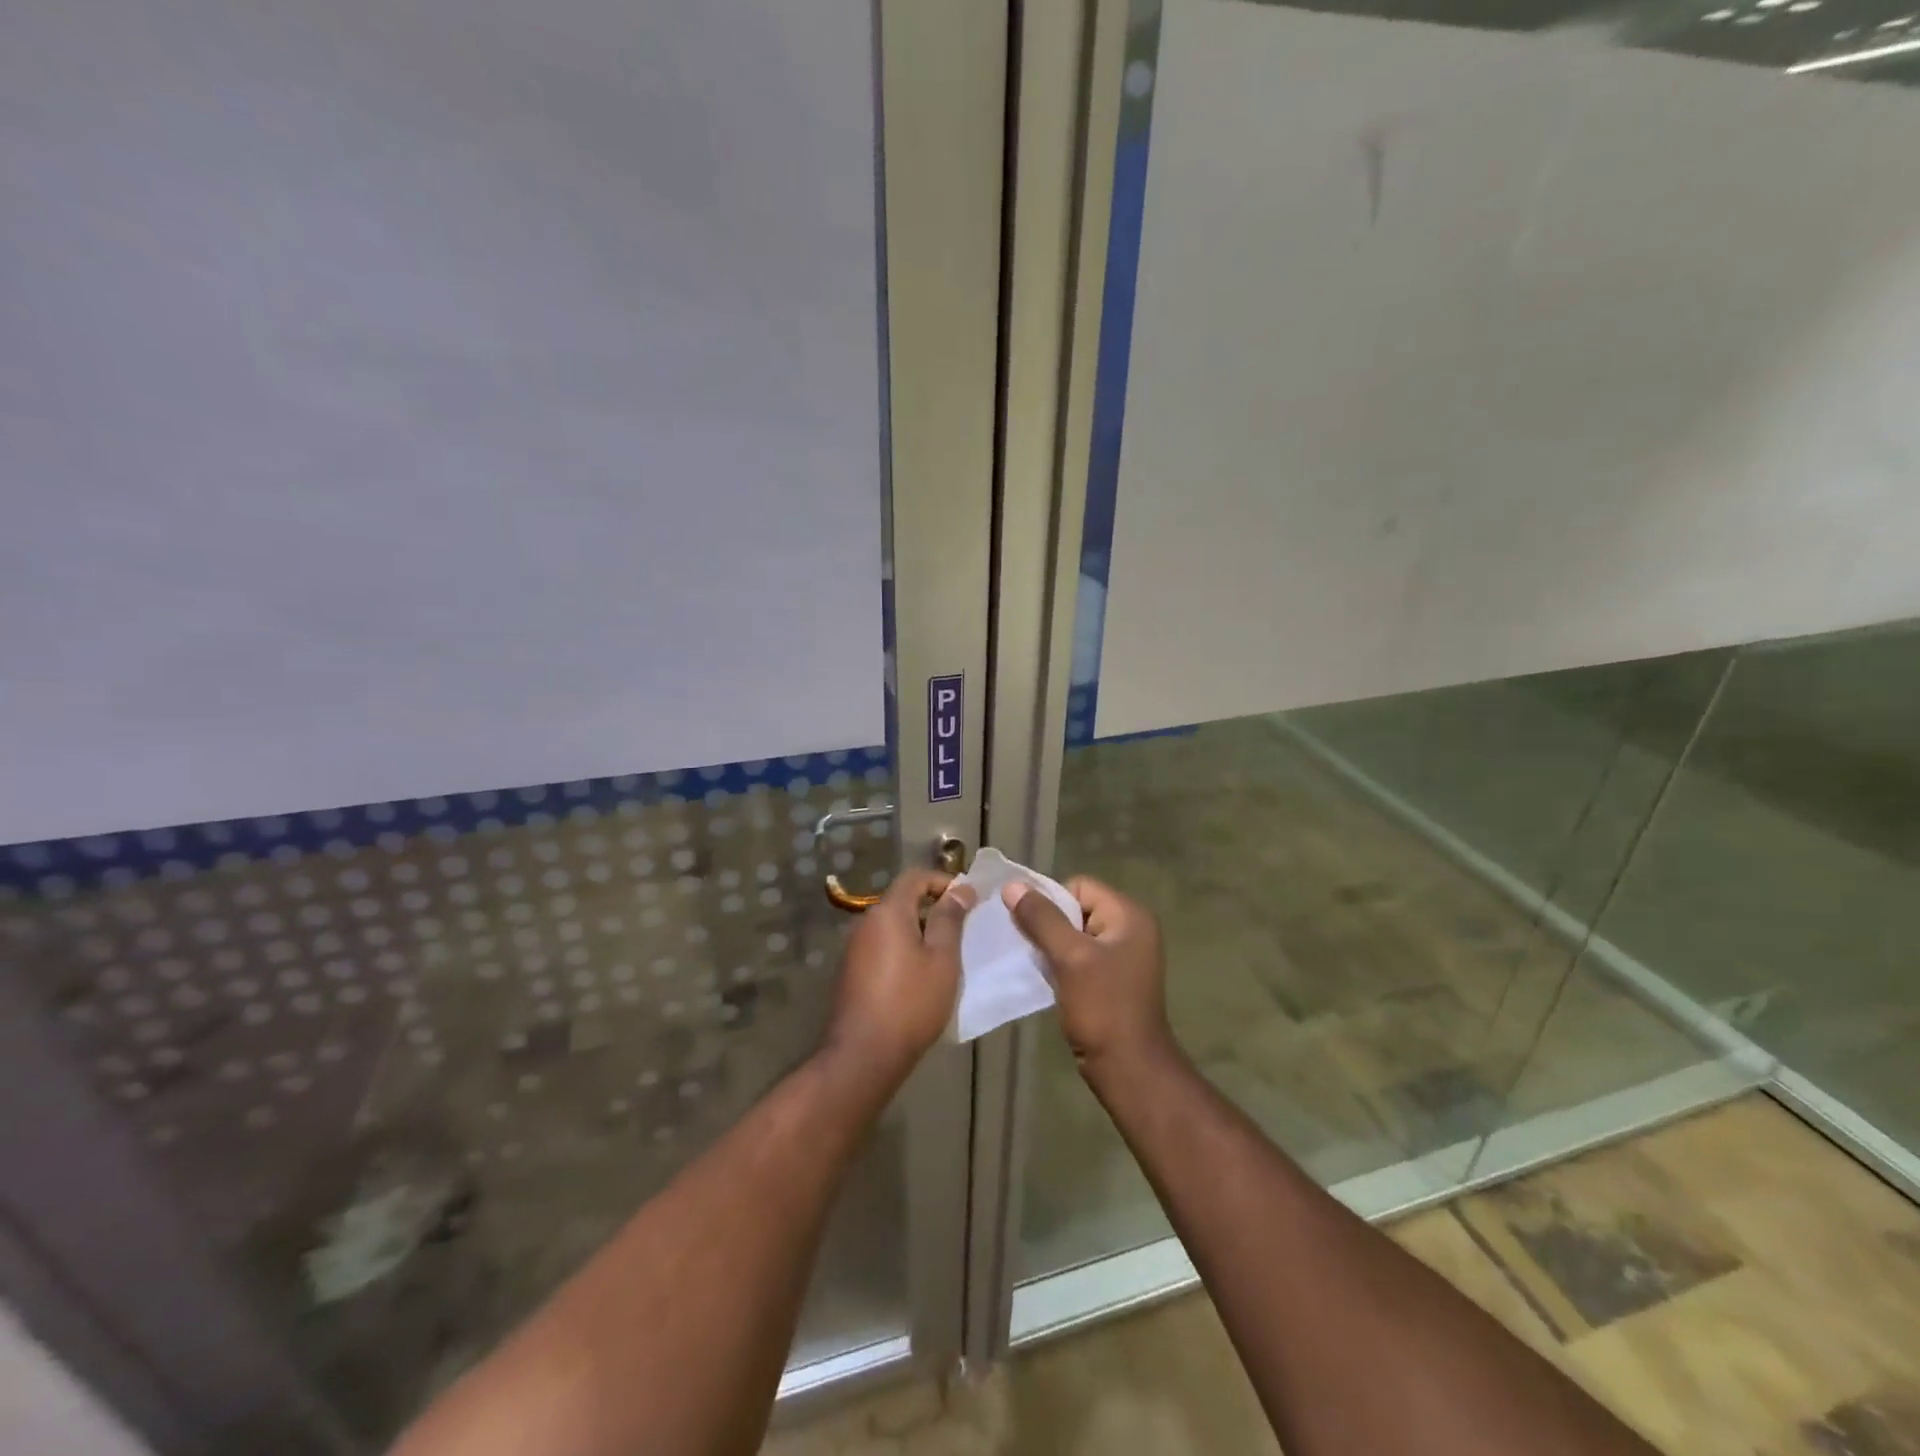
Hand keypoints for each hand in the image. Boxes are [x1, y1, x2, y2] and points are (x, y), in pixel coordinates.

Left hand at [824, 869, 975, 1081]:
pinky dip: (903, 950)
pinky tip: (919, 977)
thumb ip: (950, 919)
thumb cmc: (911, 1002)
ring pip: (892, 926)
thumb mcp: (942, 959)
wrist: (864, 1054)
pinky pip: (882, 946)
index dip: (943, 882)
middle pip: (902, 901)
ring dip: (918, 932)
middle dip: (932, 909)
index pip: (915, 877)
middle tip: (961, 931)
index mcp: (888, 912)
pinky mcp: (851, 971)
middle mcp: (866, 922)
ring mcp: (854, 948)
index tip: (967, 901)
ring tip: (944, 957)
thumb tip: (960, 889)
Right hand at [1003, 876, 1172, 1077]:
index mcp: (1128, 915)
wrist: (1128, 1068)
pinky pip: (1079, 957)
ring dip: (1052, 945)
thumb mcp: (1069, 957)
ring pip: (1074, 934)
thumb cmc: (1102, 1007)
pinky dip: (1060, 963)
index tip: (1032, 927)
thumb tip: (1012, 885)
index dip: (1051, 901)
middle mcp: (1130, 929)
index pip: (1079, 886)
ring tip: (1034, 962)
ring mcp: (1122, 956)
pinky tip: (1046, 978)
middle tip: (1028, 945)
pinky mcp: (1112, 979)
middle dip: (1049, 924)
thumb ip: (1041, 918)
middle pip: (1076, 908)